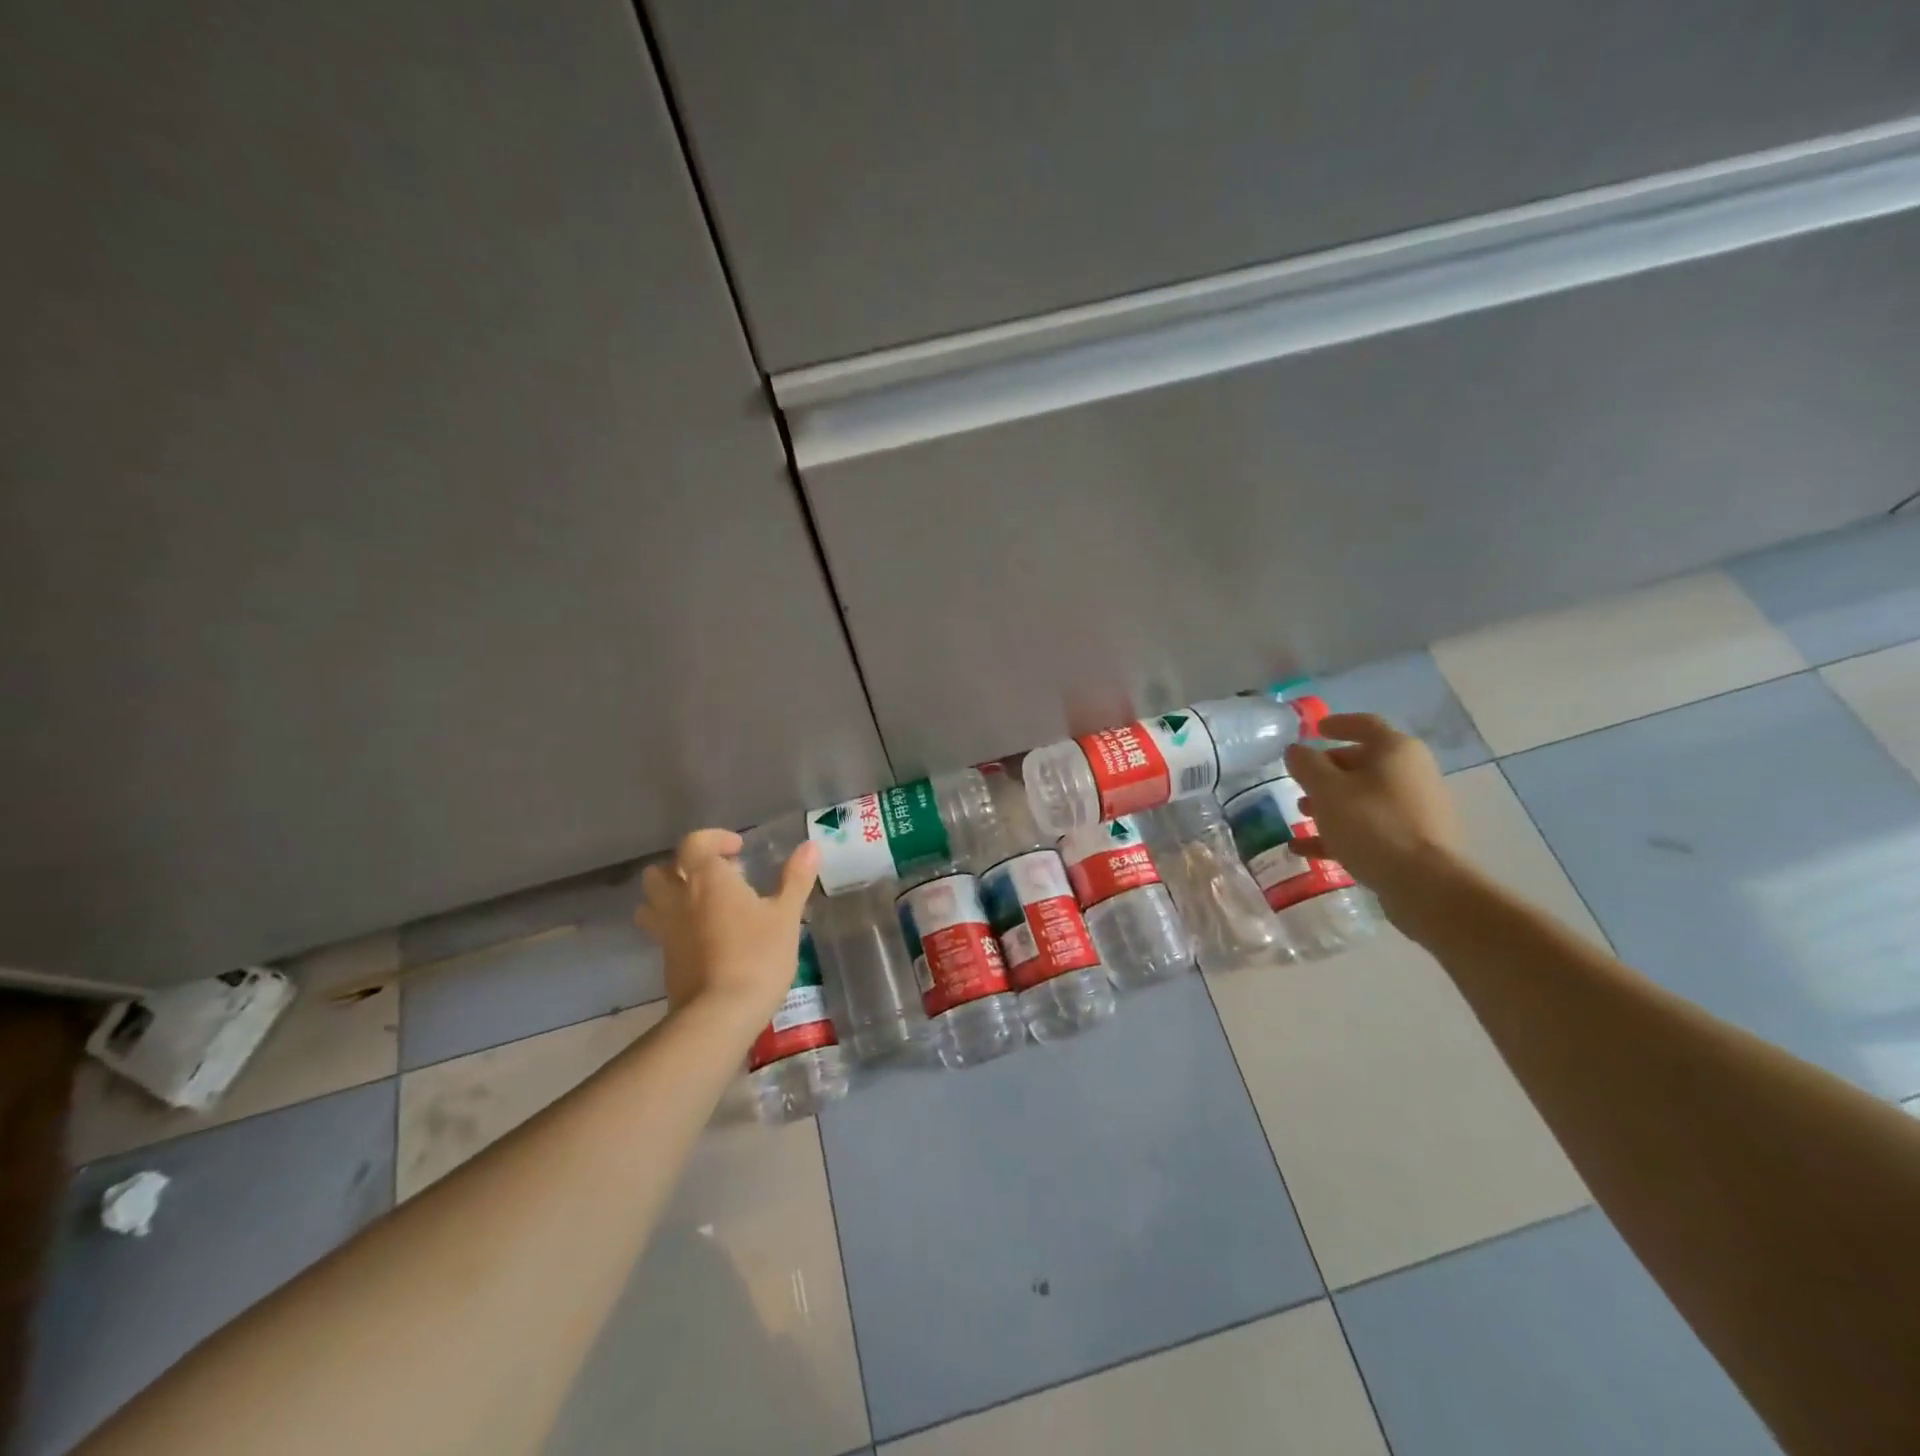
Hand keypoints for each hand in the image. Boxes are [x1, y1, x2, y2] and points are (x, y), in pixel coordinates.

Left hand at [635, 829, 818, 1019]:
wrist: (720, 1014)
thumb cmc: (758, 956)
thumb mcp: (786, 915)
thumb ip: (796, 878)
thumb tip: (811, 846)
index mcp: (708, 879)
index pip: (695, 843)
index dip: (714, 839)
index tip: (738, 849)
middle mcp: (678, 899)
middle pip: (660, 871)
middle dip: (683, 867)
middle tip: (714, 877)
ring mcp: (666, 931)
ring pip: (651, 902)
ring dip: (670, 895)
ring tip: (701, 904)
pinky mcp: (665, 960)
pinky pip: (660, 931)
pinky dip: (676, 925)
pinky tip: (704, 937)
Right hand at [1283, 713, 1464, 915]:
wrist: (1425, 884)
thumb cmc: (1372, 824)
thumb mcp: (1327, 790)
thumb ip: (1306, 765)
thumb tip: (1296, 750)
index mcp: (1396, 751)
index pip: (1364, 724)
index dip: (1337, 724)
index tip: (1314, 730)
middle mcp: (1412, 773)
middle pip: (1363, 763)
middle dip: (1328, 771)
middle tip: (1300, 780)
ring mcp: (1416, 809)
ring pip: (1365, 797)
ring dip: (1331, 803)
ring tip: (1300, 815)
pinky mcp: (1415, 841)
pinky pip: (1371, 827)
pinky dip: (1341, 832)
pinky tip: (1306, 849)